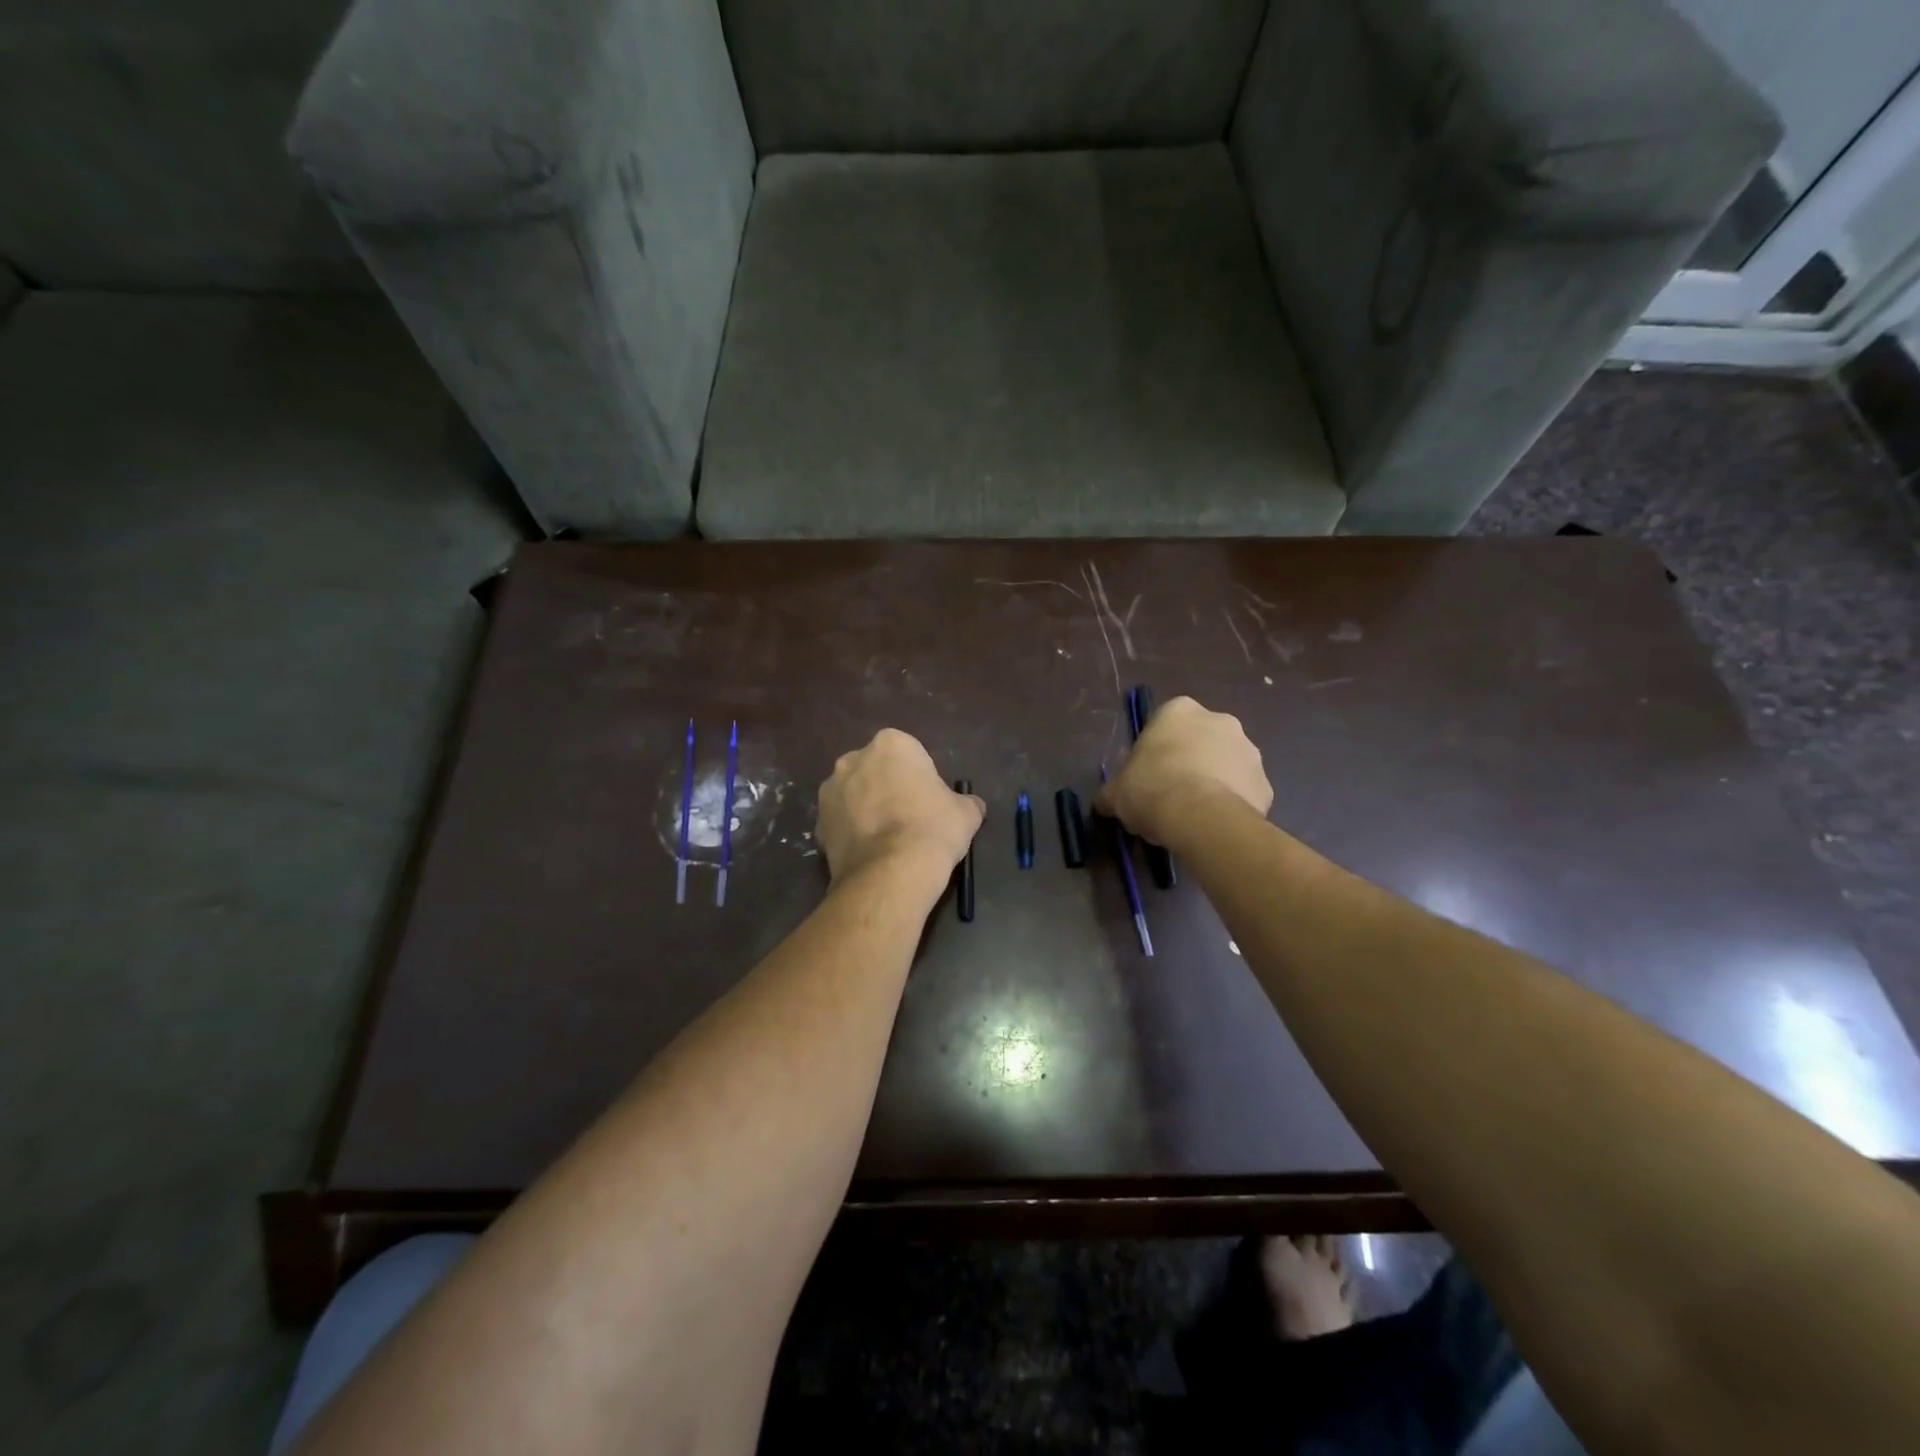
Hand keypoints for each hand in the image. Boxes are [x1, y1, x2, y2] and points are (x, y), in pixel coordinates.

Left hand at [818, 729, 984, 886]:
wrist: (892, 873)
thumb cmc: (933, 829)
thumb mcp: (966, 813)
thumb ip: (965, 802)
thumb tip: (970, 806)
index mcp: (891, 744)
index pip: (909, 755)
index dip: (920, 779)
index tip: (929, 803)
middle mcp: (853, 759)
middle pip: (875, 770)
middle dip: (887, 788)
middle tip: (908, 819)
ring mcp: (830, 791)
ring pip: (853, 795)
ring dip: (865, 809)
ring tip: (886, 841)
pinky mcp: (818, 823)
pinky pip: (840, 823)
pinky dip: (852, 834)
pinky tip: (870, 854)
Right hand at [1096, 697, 1271, 844]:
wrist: (1201, 818)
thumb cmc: (1151, 789)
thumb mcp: (1116, 792)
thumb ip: (1113, 790)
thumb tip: (1106, 801)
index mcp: (1179, 711)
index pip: (1164, 723)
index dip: (1154, 751)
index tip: (1147, 775)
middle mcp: (1219, 720)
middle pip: (1199, 740)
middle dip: (1189, 762)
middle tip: (1170, 794)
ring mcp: (1249, 750)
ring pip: (1225, 765)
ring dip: (1213, 781)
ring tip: (1193, 815)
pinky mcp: (1266, 783)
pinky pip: (1244, 792)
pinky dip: (1232, 804)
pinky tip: (1214, 825)